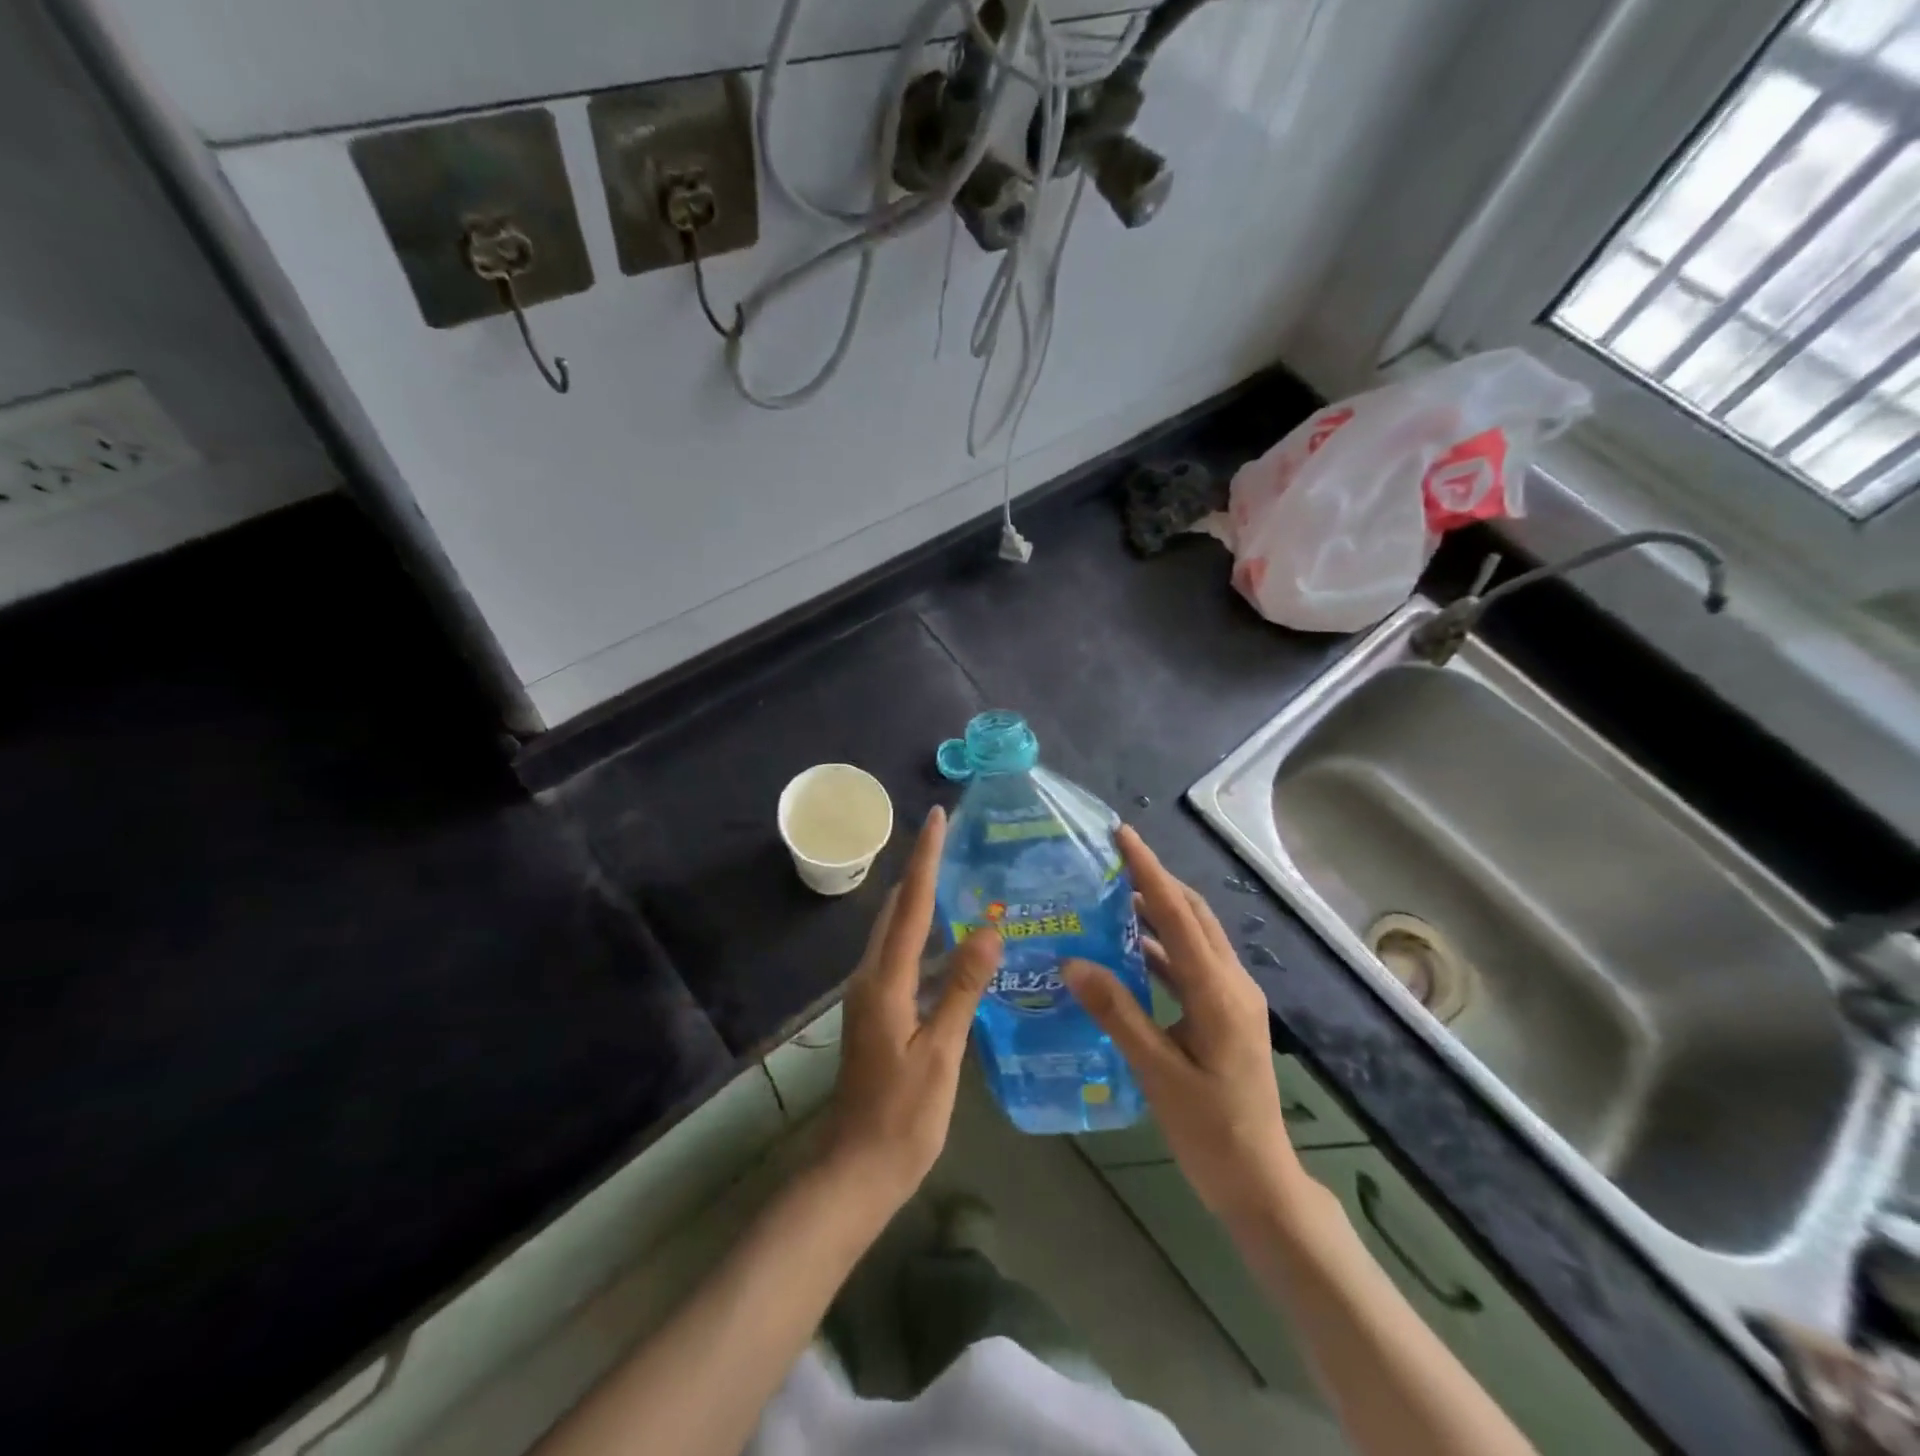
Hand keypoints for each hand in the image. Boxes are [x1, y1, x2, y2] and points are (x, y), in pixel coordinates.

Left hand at [820, 806, 1001, 1212]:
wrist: (855, 1171)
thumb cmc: (901, 1117)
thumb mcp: (940, 1053)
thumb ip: (962, 988)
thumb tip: (989, 930)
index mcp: (884, 980)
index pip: (911, 905)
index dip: (925, 858)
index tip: (936, 816)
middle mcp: (872, 977)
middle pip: (899, 909)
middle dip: (922, 868)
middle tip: (952, 836)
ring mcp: (872, 995)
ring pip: (900, 934)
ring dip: (925, 902)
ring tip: (960, 877)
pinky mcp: (880, 1012)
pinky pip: (905, 960)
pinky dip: (928, 940)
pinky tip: (956, 946)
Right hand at [1064, 826, 1305, 1223]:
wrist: (1259, 1183)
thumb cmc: (1210, 1131)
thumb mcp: (1157, 1072)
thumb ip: (1117, 1013)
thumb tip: (1072, 962)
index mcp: (1219, 992)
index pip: (1179, 915)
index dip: (1149, 871)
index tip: (1122, 835)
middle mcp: (1232, 983)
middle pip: (1193, 915)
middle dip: (1155, 881)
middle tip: (1111, 860)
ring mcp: (1232, 999)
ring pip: (1193, 938)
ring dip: (1158, 912)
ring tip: (1112, 895)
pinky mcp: (1225, 1014)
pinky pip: (1191, 964)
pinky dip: (1161, 947)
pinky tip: (1128, 952)